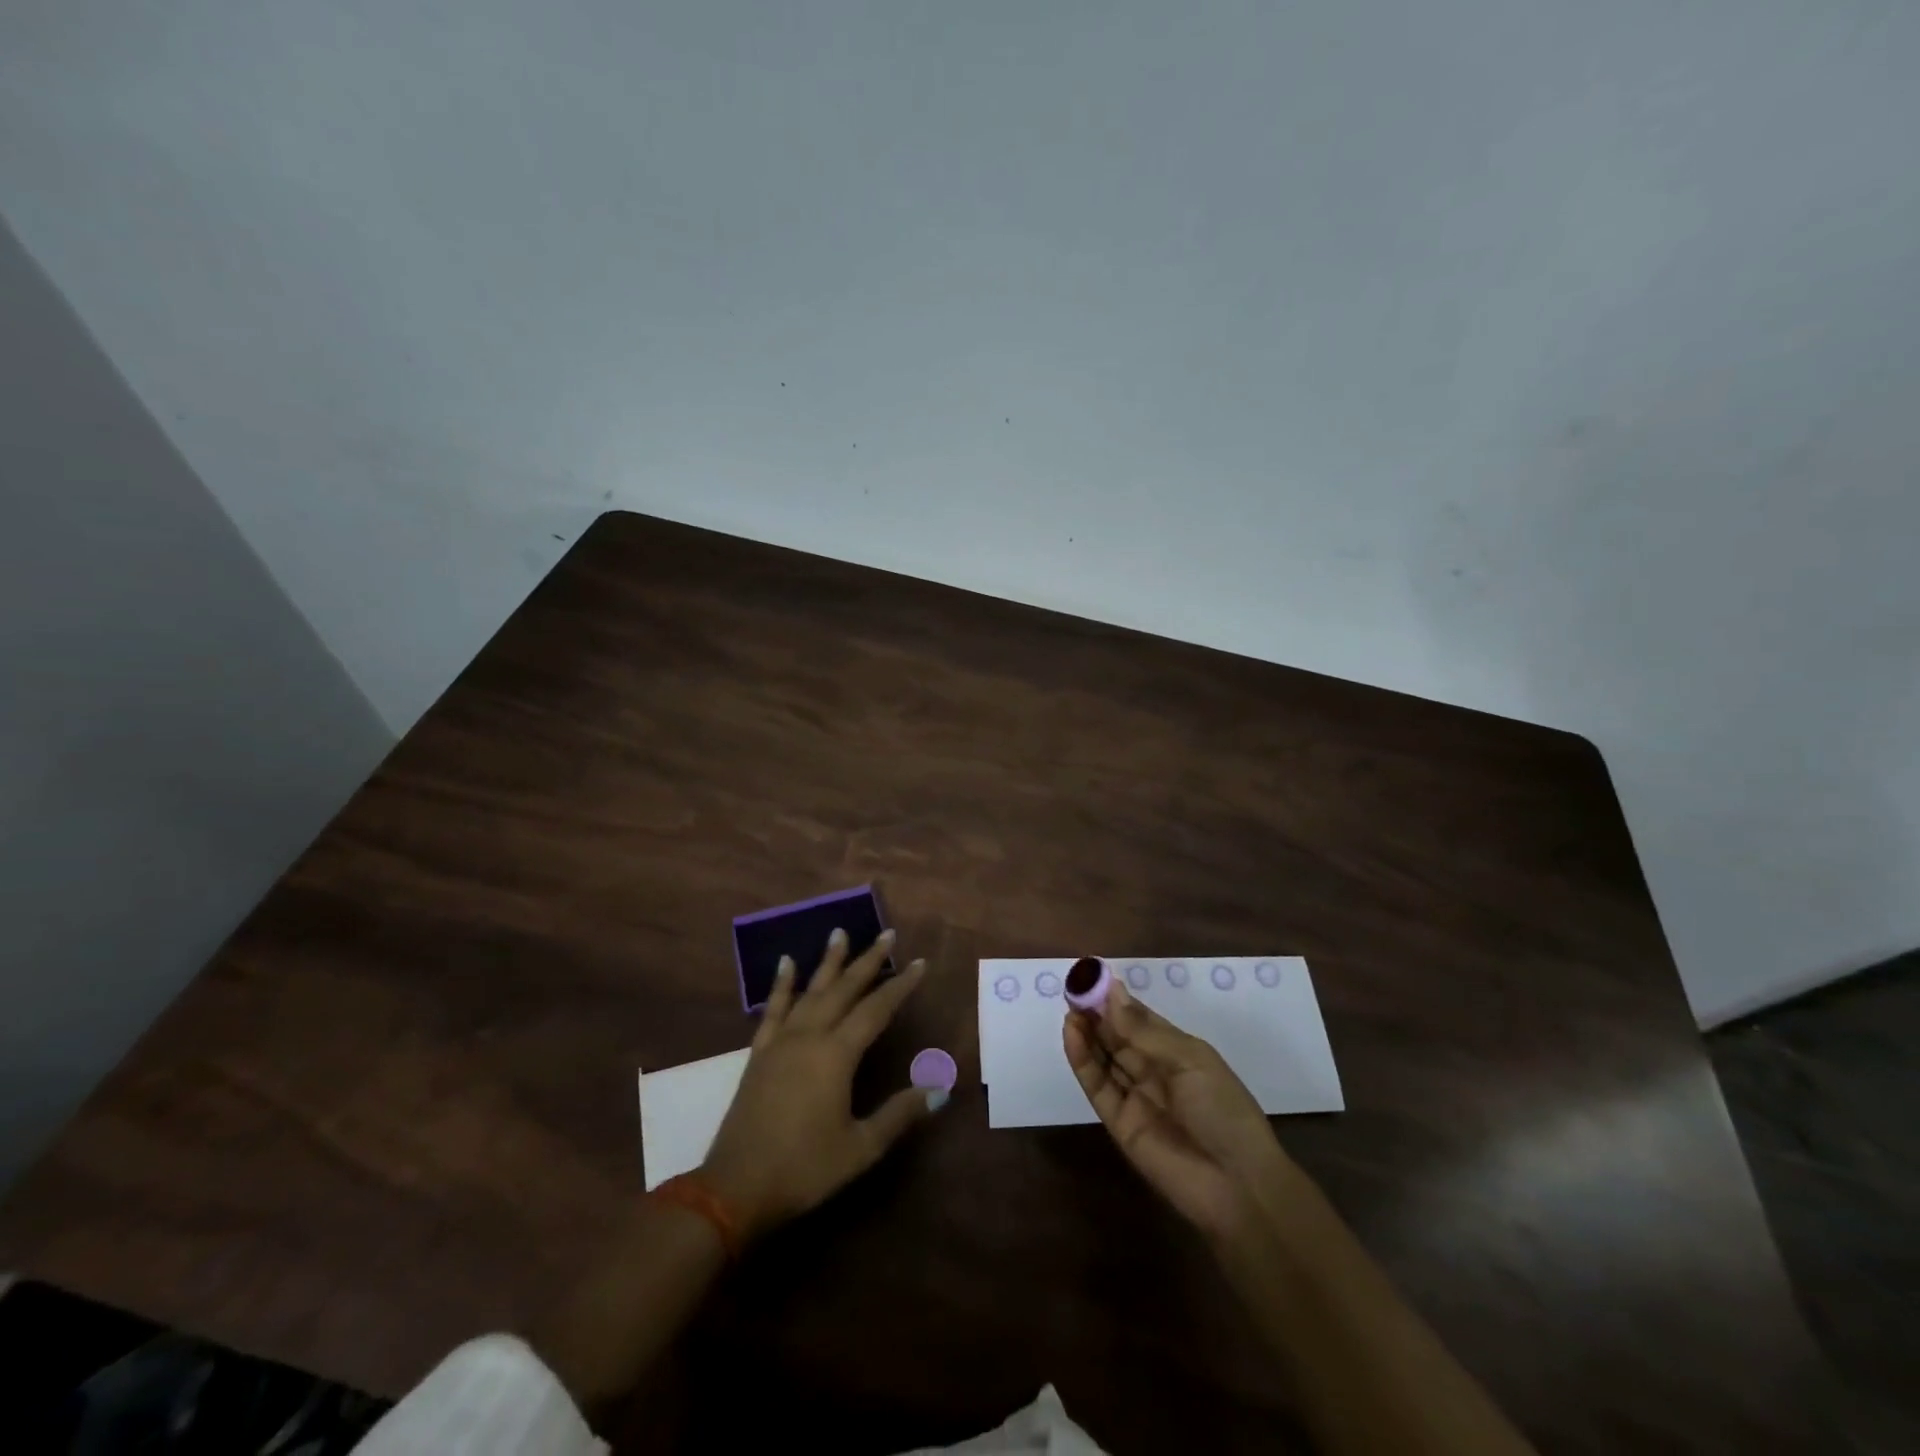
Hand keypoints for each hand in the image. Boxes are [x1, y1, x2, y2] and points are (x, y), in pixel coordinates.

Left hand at [701, 928, 936, 1240]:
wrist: (735, 1188)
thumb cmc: (804, 1169)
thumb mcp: (861, 1147)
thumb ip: (900, 1114)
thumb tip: (941, 1088)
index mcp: (837, 1055)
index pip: (876, 1010)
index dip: (900, 986)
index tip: (919, 963)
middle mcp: (810, 1036)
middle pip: (844, 989)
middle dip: (868, 960)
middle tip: (887, 934)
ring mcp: (781, 1041)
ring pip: (810, 990)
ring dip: (828, 961)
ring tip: (840, 932)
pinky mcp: (760, 1052)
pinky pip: (773, 1008)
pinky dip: (782, 984)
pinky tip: (787, 963)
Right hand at [1064, 981, 1300, 1242]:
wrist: (1236, 1185)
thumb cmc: (1224, 1110)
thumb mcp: (1190, 1060)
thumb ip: (1145, 1031)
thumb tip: (1112, 991)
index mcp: (1178, 1052)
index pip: (1140, 1019)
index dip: (1117, 1000)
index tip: (1092, 977)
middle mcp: (1154, 1071)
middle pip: (1118, 1036)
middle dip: (1096, 1012)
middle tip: (1073, 988)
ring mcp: (1135, 1097)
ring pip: (1104, 1058)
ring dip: (1086, 1032)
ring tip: (1069, 1006)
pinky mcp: (1118, 1122)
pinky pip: (1097, 1086)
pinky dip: (1082, 1060)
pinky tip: (1072, 1033)